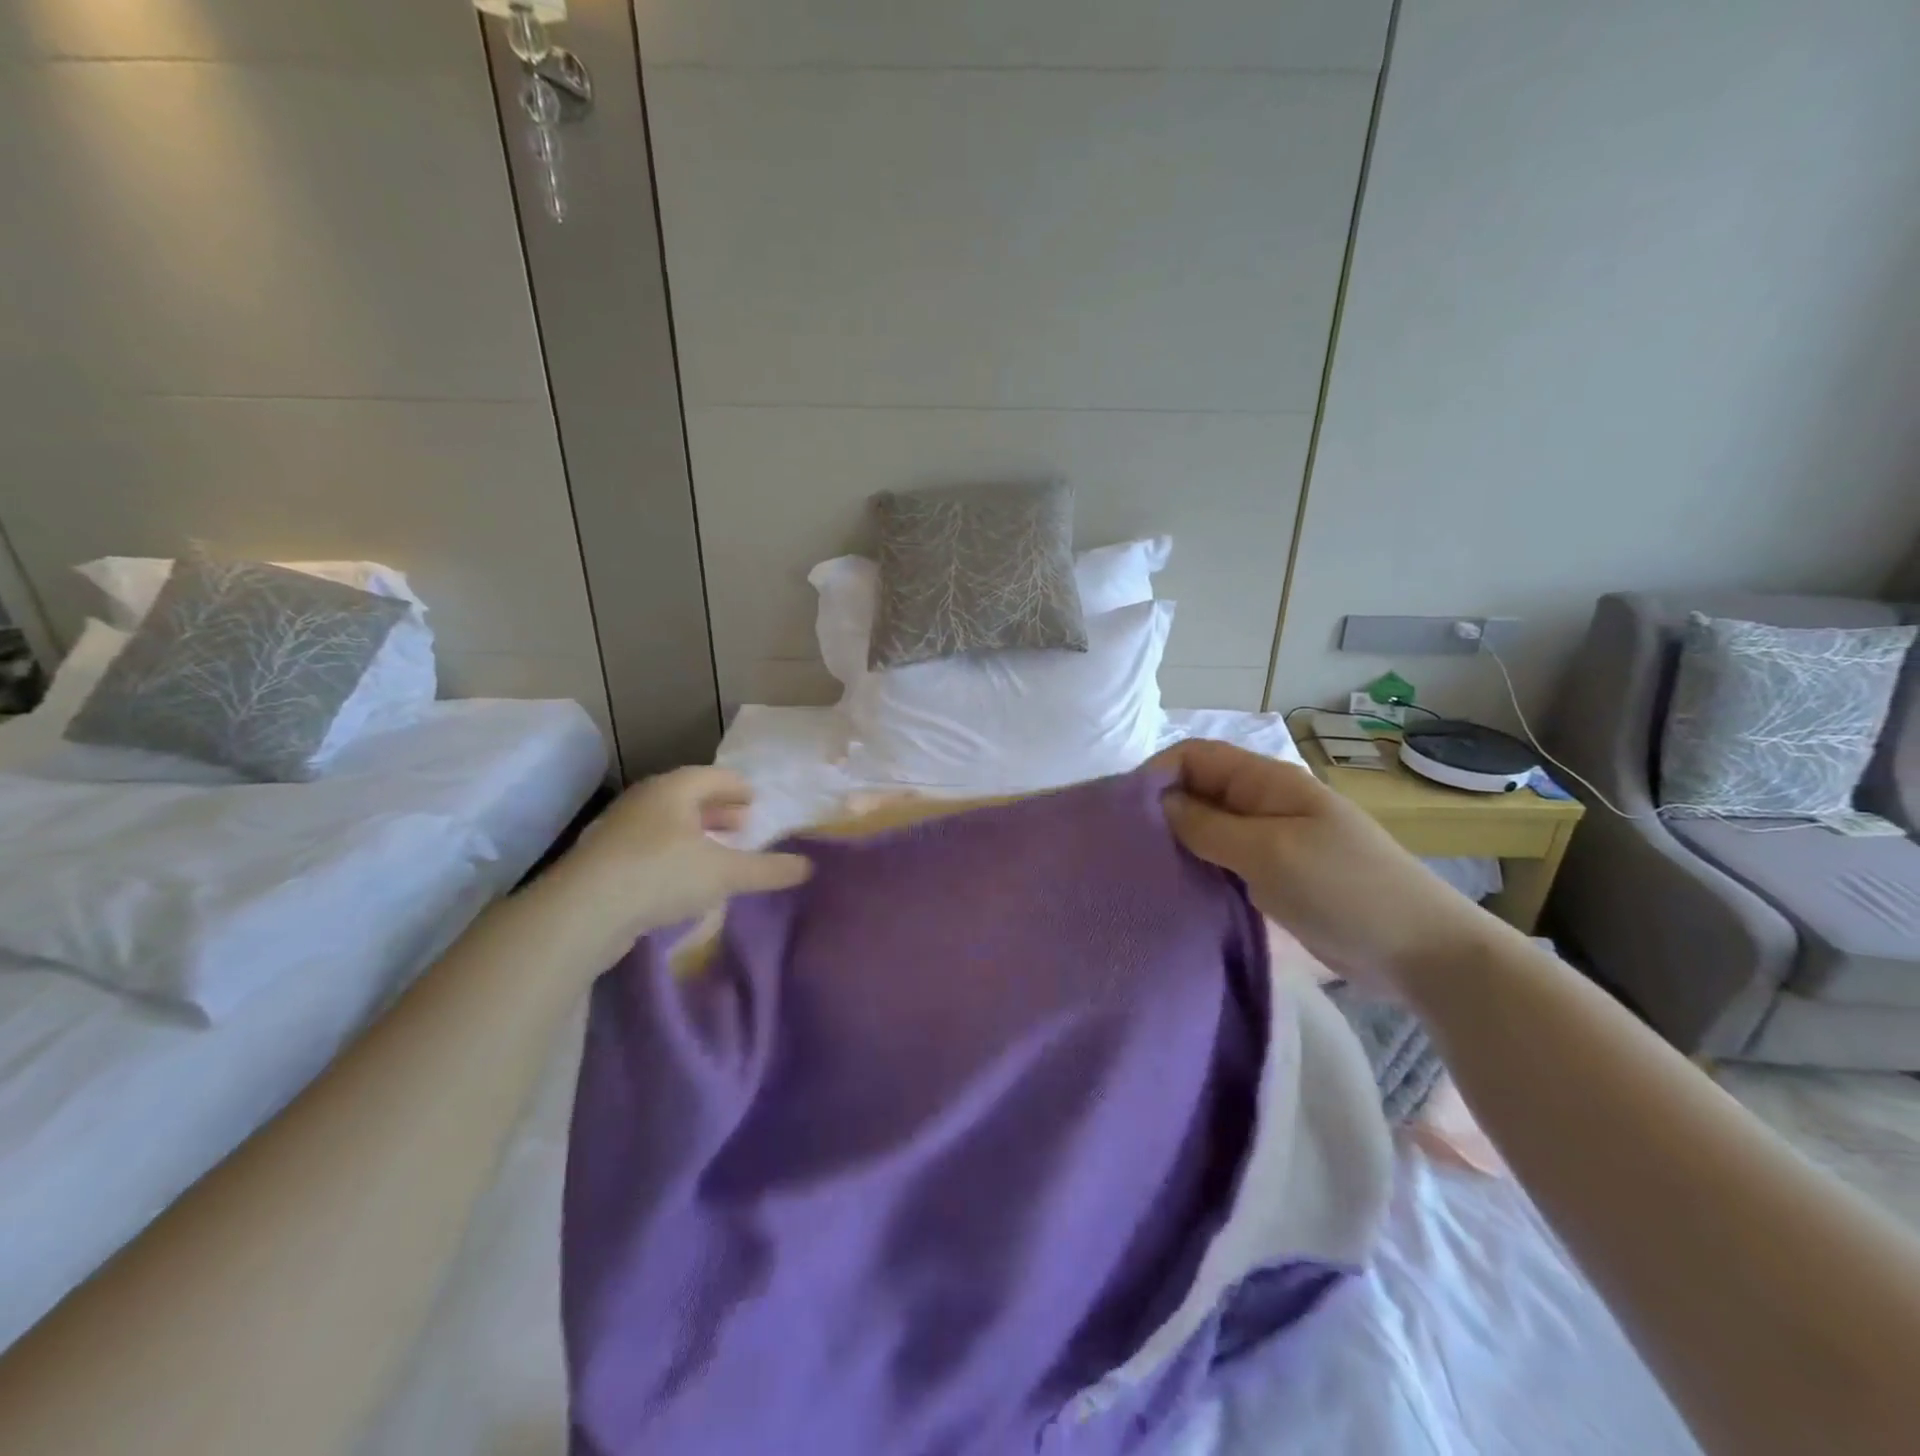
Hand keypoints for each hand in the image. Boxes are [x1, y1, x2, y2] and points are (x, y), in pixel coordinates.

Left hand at [550, 767, 810, 967]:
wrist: (583, 912)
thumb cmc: (662, 874)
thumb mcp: (726, 873)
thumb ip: (769, 869)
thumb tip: (808, 867)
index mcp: (674, 790)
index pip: (713, 776)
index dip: (737, 787)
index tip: (754, 799)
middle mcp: (644, 801)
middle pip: (687, 797)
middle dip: (716, 810)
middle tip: (741, 824)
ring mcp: (618, 830)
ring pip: (665, 823)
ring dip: (693, 833)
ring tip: (715, 851)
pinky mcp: (602, 862)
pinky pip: (647, 848)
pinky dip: (671, 854)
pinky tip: (682, 878)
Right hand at [1151, 739, 1501, 997]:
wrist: (1420, 952)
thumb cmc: (1344, 889)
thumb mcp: (1268, 852)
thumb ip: (1208, 826)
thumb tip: (1160, 804)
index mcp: (1266, 782)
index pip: (1195, 757)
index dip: (1157, 775)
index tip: (1124, 814)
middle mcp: (1264, 804)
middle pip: (1198, 791)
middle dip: (1162, 811)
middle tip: (1126, 848)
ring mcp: (1270, 841)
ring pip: (1208, 828)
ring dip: (1179, 843)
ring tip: (1144, 871)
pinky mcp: (1274, 876)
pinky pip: (1224, 861)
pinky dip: (1200, 869)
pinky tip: (1178, 890)